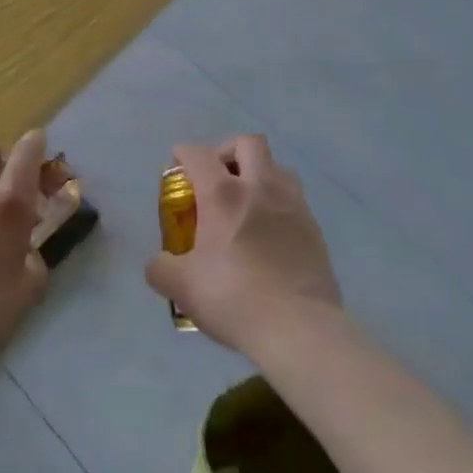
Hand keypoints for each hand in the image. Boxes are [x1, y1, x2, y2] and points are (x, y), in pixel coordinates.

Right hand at [144, 135, 341, 354]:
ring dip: (260, 173)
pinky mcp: (314, 226)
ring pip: (277, 166)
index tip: (178, 165)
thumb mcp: (183, 288)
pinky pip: (294, 198)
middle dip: (229, 151)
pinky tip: (271, 232)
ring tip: (248, 201)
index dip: (183, 154)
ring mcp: (292, 204)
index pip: (198, 154)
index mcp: (224, 193)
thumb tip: (159, 263)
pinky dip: (279, 203)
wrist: (299, 328)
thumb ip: (162, 269)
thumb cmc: (235, 299)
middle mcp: (260, 186)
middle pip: (247, 143)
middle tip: (218, 176)